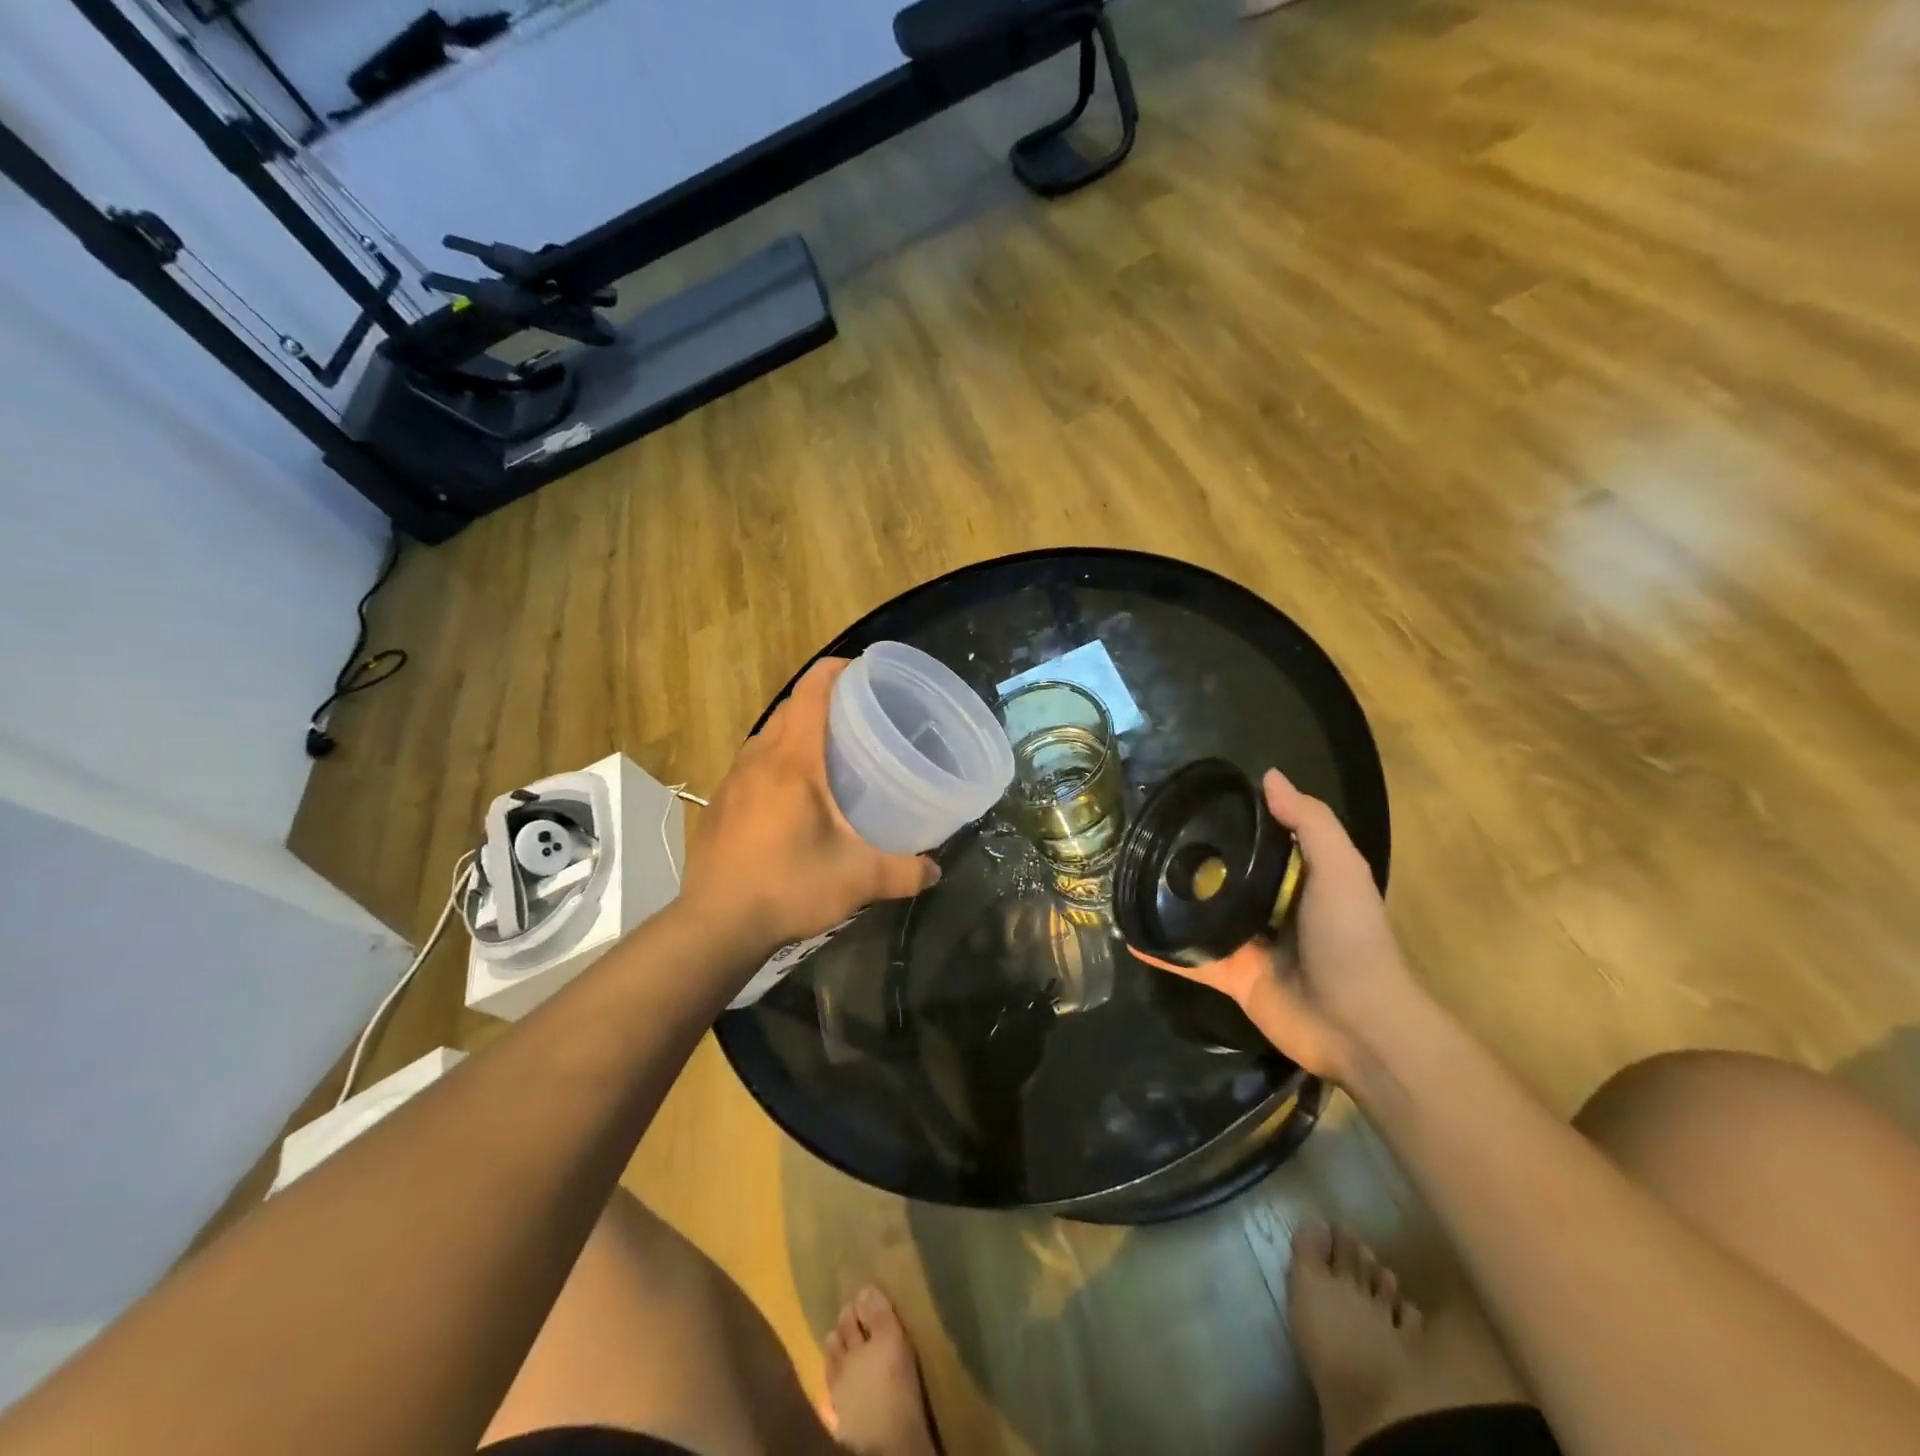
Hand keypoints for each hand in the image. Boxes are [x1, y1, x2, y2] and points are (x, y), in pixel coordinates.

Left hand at [680, 659, 939, 957]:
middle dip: (821, 701)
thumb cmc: (788, 887)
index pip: (811, 692)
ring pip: (767, 736)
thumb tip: (935, 870)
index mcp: (793, 762)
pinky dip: (775, 760)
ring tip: (828, 752)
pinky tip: (792, 795)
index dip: (835, 671)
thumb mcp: (857, 880)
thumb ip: (903, 871)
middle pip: (789, 708)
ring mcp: (732, 781)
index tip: (861, 671)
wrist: (715, 925)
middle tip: (858, 717)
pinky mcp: (718, 805)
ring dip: (795, 731)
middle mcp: (758, 760)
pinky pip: (751, 764)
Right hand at [1128, 769, 1423, 1080]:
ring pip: (1203, 917)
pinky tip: (1130, 937)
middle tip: (1146, 837)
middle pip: (1225, 877)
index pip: (1260, 842)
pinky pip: (1190, 960)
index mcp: (1299, 879)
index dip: (1232, 820)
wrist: (1357, 1024)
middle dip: (1192, 860)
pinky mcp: (1232, 978)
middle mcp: (1272, 908)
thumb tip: (1268, 775)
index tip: (1191, 800)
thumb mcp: (1339, 868)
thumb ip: (1309, 822)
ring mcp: (1249, 945)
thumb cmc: (1351, 937)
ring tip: (1130, 878)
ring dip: (1172, 904)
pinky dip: (1163, 952)